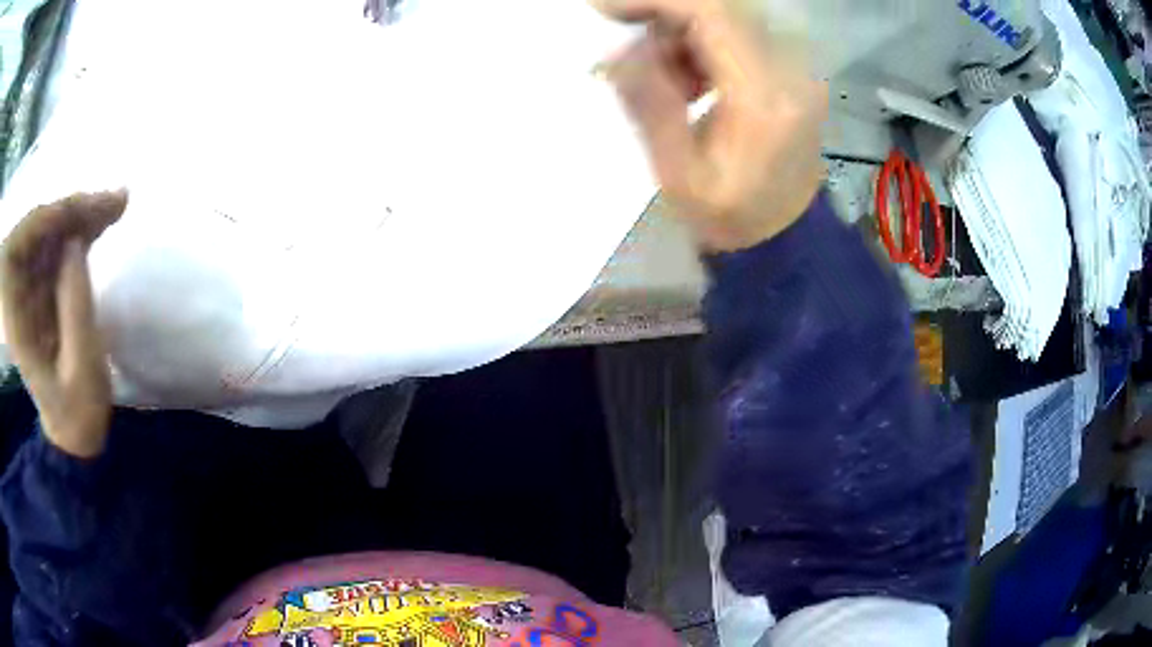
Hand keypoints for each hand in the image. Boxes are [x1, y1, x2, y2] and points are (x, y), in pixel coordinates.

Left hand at [1, 191, 125, 457]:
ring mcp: (23, 290)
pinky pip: (52, 252)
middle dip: (75, 212)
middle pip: (40, 229)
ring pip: (48, 236)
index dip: (63, 215)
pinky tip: (96, 232)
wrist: (68, 440)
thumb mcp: (79, 376)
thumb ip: (75, 309)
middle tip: (117, 203)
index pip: (30, 237)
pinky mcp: (34, 293)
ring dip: (78, 222)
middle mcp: (13, 290)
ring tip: (114, 212)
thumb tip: (77, 246)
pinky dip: (74, 238)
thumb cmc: (74, 419)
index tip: (102, 205)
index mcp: (13, 313)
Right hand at [596, 0, 826, 251]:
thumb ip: (648, 104)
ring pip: (728, 15)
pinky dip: (701, 43)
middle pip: (721, 6)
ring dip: (681, 33)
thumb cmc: (731, 217)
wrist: (786, 234)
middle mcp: (790, 71)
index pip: (711, 14)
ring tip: (664, 80)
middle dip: (663, 14)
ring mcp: (797, 68)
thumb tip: (615, 50)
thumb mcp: (677, 174)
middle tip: (626, 44)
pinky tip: (690, 81)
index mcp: (763, 98)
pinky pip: (739, 31)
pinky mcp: (791, 69)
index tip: (605, 8)